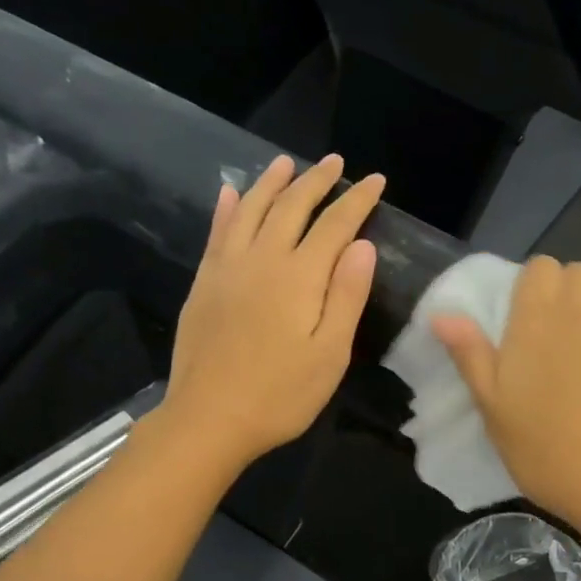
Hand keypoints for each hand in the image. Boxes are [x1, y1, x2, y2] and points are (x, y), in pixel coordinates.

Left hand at [158, 154, 381, 473]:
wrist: (211, 417)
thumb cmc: (282, 393)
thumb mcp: (331, 353)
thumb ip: (347, 295)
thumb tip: (363, 245)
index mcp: (300, 276)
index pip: (335, 225)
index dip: (357, 200)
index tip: (375, 181)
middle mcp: (262, 259)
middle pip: (291, 207)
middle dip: (316, 181)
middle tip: (335, 163)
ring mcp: (227, 268)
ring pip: (250, 209)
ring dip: (272, 183)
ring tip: (287, 164)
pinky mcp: (205, 283)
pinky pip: (217, 231)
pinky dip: (227, 207)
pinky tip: (231, 193)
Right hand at [432, 257, 580, 530]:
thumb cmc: (547, 450)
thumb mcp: (493, 409)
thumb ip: (470, 354)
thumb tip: (442, 314)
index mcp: (537, 314)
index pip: (541, 268)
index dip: (537, 291)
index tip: (533, 327)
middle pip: (580, 275)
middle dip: (572, 299)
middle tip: (566, 348)